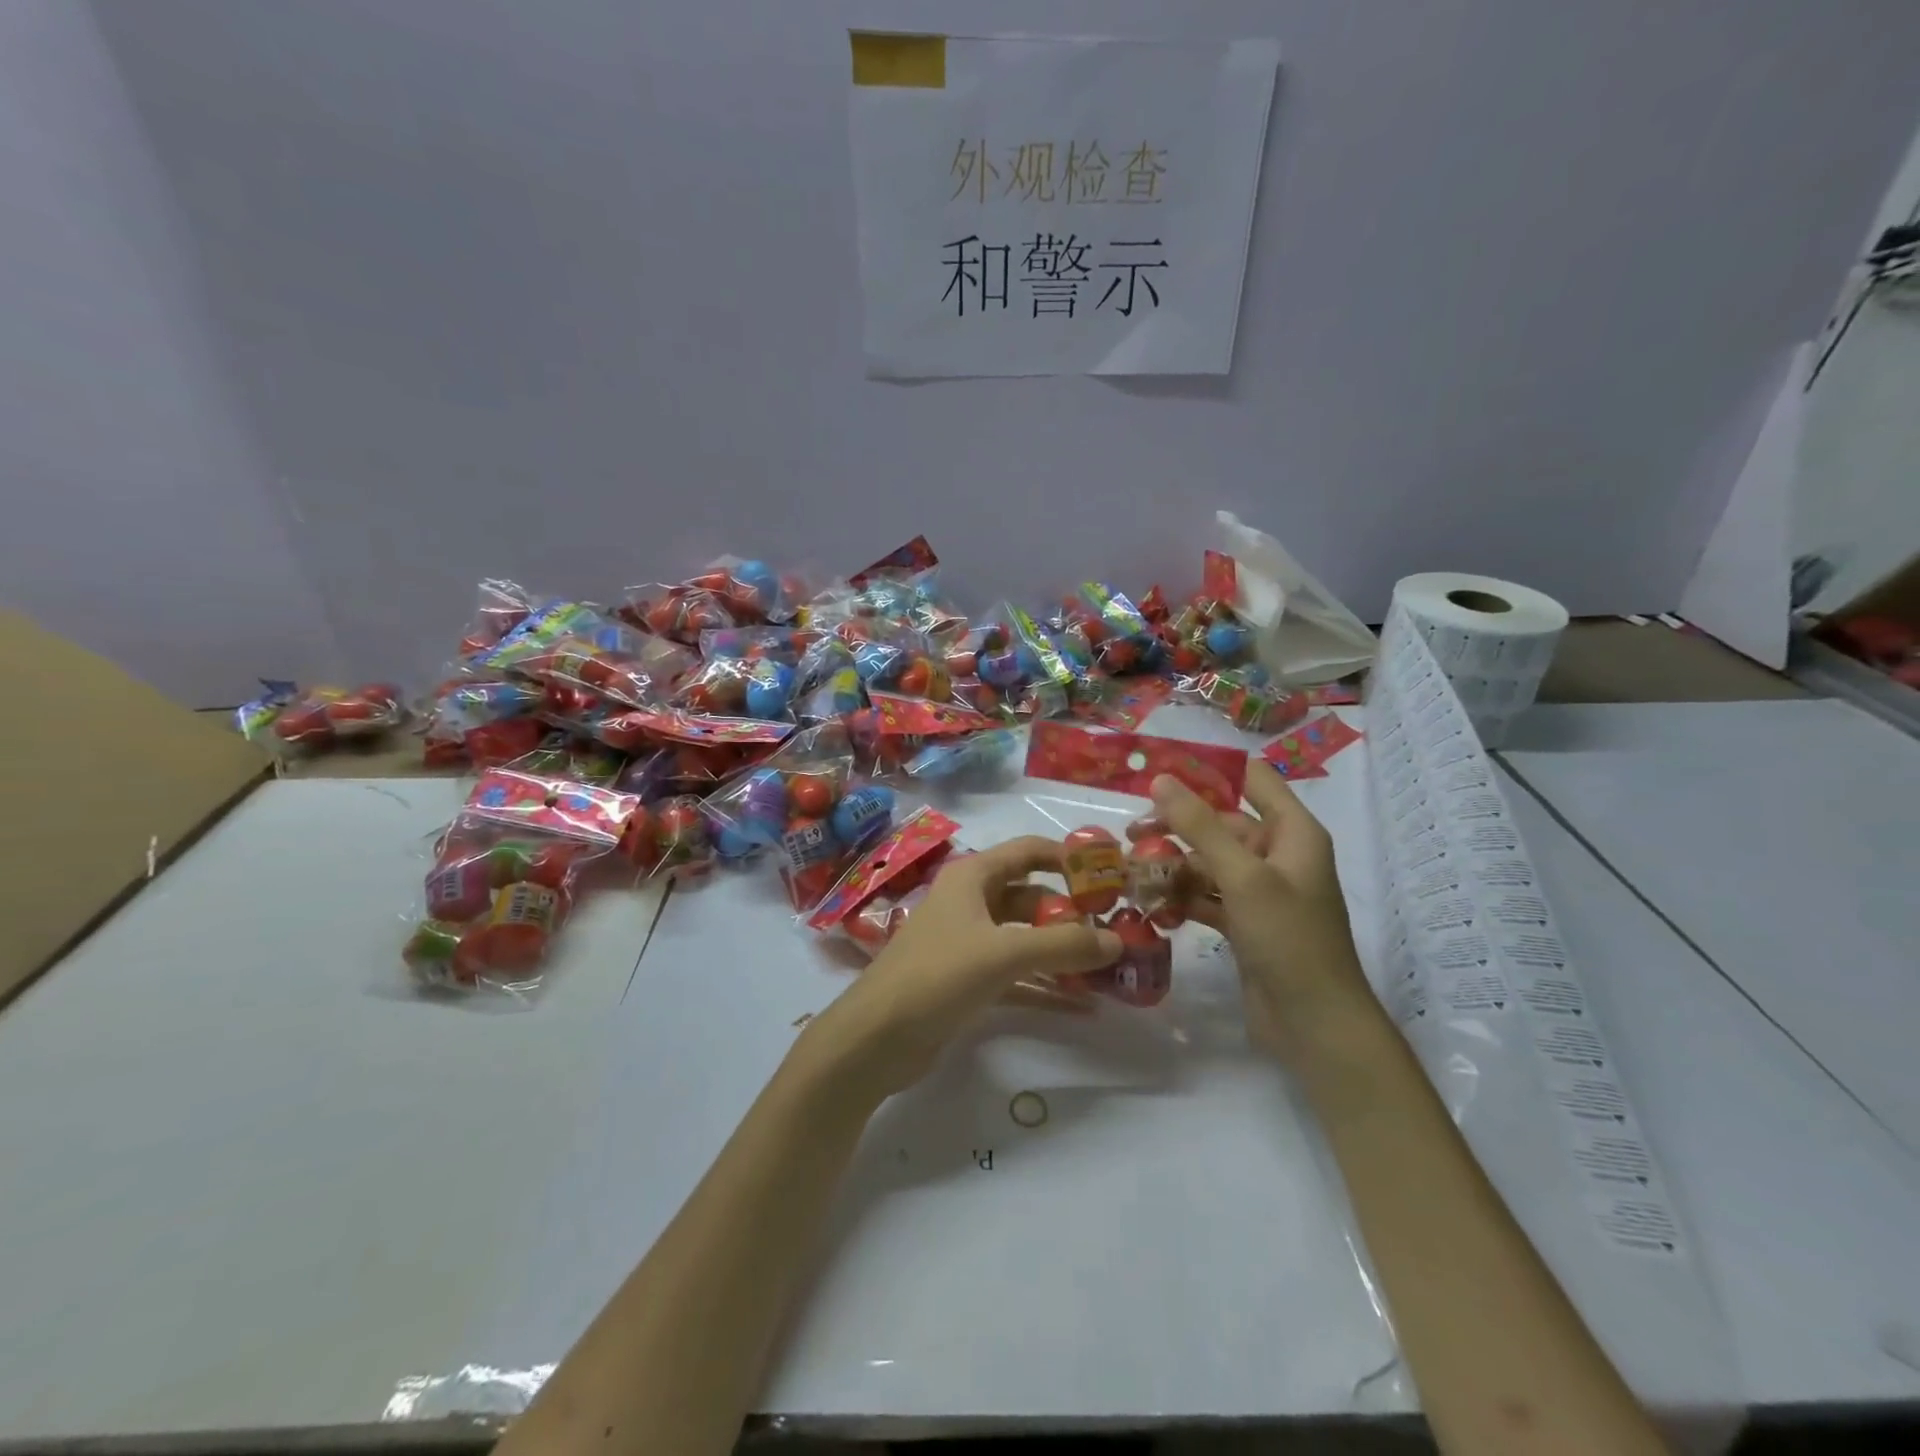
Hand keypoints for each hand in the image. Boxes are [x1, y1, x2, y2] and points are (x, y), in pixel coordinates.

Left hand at [798, 837, 1122, 1099]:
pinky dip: (1045, 985)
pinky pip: (1017, 975)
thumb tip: (1118, 940)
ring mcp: (968, 943)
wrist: (876, 1038)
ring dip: (1062, 952)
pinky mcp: (967, 981)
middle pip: (1031, 897)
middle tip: (1118, 931)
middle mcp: (970, 902)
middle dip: (1072, 913)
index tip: (1111, 875)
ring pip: (1025, 938)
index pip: (1029, 851)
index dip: (1069, 858)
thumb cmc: (937, 975)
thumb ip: (1062, 945)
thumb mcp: (1003, 954)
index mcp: (972, 877)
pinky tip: (1082, 1006)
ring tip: (1108, 970)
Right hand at [1143, 762, 1373, 1057]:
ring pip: (1210, 861)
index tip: (1160, 770)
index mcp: (1292, 832)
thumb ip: (1201, 826)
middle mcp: (1279, 855)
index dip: (1210, 769)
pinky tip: (1151, 903)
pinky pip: (1208, 895)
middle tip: (1131, 833)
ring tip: (1132, 872)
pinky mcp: (1245, 921)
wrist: (1315, 1025)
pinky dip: (1182, 896)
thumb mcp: (1243, 876)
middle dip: (1178, 825)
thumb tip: (1162, 780)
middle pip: (1222, 822)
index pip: (1252, 779)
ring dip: (1174, 864)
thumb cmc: (1288, 939)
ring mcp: (1262, 891)